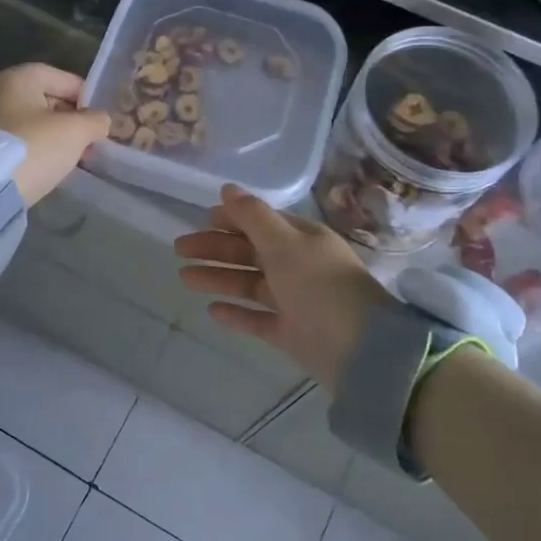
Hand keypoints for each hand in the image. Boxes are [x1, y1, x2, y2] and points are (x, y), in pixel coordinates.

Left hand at [0, 63, 111, 206]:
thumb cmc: (33, 148)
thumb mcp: (75, 132)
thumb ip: (95, 121)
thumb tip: (100, 120)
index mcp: (20, 78)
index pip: (65, 79)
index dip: (87, 98)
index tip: (101, 120)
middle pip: (47, 100)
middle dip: (70, 120)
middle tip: (89, 142)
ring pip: (33, 123)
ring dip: (54, 138)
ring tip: (72, 158)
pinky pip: (19, 141)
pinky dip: (35, 150)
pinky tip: (48, 166)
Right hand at [175, 184, 394, 390]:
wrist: (361, 351)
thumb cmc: (321, 287)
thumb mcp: (285, 243)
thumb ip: (253, 216)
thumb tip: (227, 188)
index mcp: (303, 240)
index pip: (262, 223)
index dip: (232, 219)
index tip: (201, 219)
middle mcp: (299, 267)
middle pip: (250, 252)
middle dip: (216, 248)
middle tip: (179, 249)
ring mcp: (296, 302)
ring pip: (249, 284)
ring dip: (218, 277)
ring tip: (184, 277)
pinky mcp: (291, 333)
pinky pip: (257, 319)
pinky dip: (236, 313)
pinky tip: (211, 310)